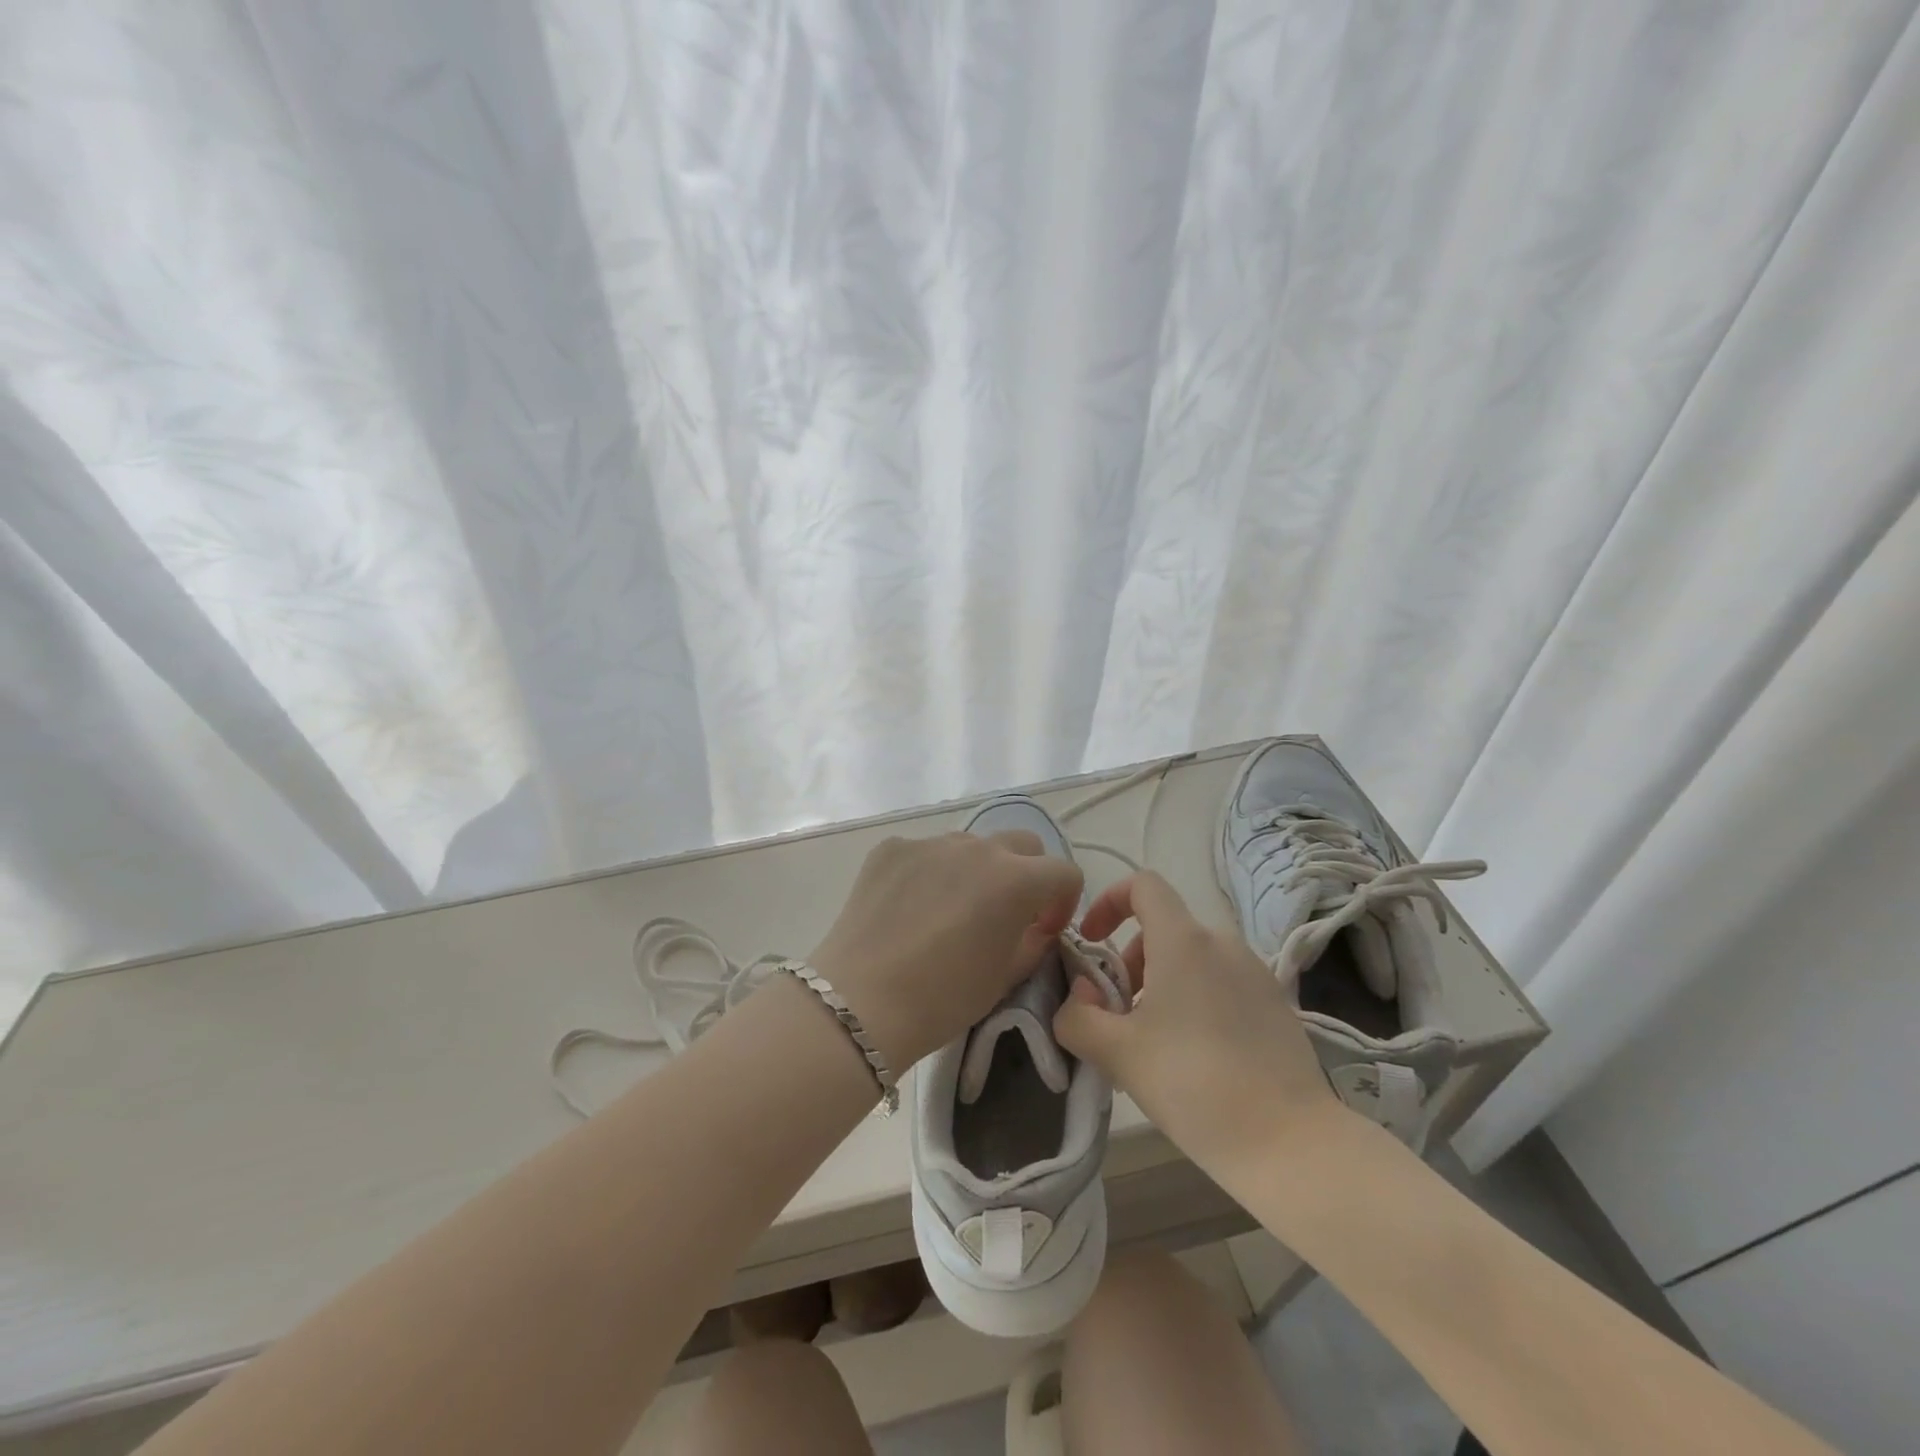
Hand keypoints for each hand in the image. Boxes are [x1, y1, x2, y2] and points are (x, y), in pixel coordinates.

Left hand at [807, 830, 1083, 1072]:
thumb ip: (1033, 941)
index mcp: (1016, 879)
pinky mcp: (891, 849)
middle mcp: (977, 847)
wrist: (861, 1002)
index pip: (1064, 872)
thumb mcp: (1005, 977)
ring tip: (950, 911)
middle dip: (1026, 874)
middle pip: (1022, 844)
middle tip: (1006, 913)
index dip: (1063, 902)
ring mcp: (930, 843)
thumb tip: (1035, 926)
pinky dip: (930, 872)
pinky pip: (925, 852)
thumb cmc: (944, 998)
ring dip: (976, 870)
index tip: (1044, 929)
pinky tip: (909, 909)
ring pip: (971, 845)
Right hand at [1052, 870, 1351, 1168]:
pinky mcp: (1275, 1005)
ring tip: (1150, 1044)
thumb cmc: (1194, 1084)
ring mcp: (1255, 973)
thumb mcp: (1118, 1053)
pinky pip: (1220, 984)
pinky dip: (1192, 1002)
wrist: (1291, 1145)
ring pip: (1191, 959)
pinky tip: (1191, 1059)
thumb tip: (1078, 996)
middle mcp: (1222, 944)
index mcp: (1184, 941)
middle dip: (1128, 962)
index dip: (1108, 901)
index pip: (1143, 884)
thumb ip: (1077, 1016)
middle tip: (1116, 1015)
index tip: (1091, 942)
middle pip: (1163, 929)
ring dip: (1159, 986)